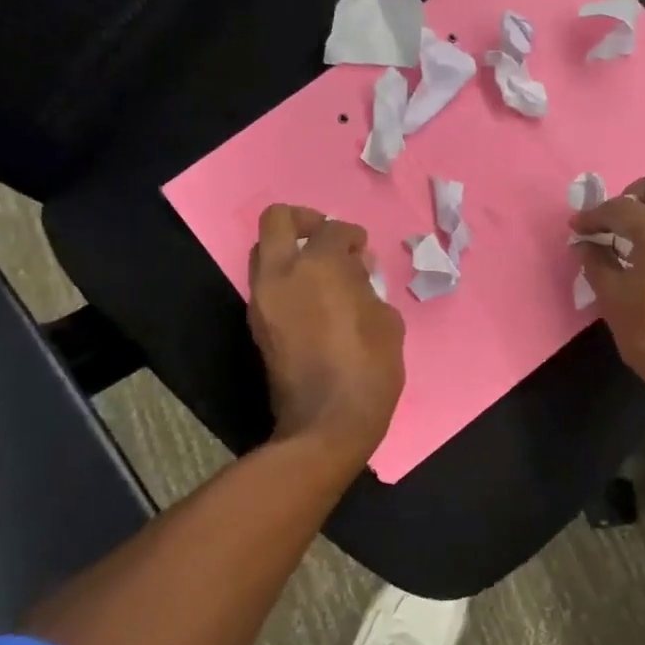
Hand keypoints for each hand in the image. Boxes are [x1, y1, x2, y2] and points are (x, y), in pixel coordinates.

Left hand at [248, 205, 404, 463]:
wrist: (326, 424)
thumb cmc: (369, 369)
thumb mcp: (386, 321)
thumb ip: (367, 286)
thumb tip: (355, 272)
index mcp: (319, 267)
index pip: (331, 229)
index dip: (352, 234)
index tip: (363, 250)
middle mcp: (281, 275)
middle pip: (276, 220)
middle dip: (304, 219)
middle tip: (327, 237)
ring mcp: (262, 301)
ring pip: (264, 252)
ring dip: (291, 251)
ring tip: (322, 273)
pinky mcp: (257, 325)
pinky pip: (267, 284)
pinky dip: (287, 279)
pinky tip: (314, 300)